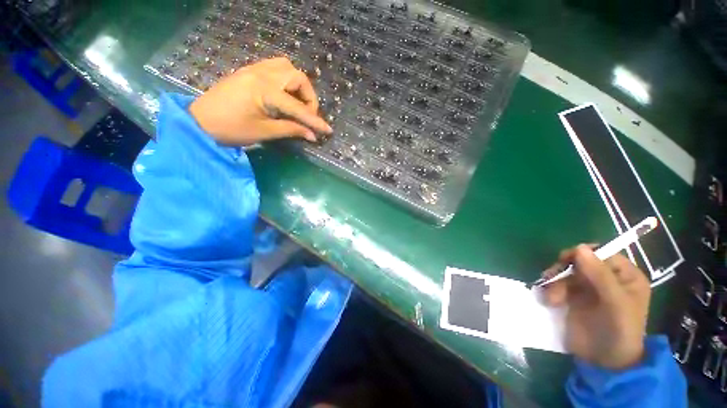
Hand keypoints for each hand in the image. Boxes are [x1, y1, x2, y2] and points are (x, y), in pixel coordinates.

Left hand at [189, 57, 331, 144]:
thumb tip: (312, 135)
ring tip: (297, 103)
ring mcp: (254, 69)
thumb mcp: (264, 132)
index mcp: (264, 90)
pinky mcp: (249, 71)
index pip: (298, 107)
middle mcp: (261, 73)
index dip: (314, 120)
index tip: (328, 130)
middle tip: (307, 115)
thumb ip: (291, 130)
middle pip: (297, 77)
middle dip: (309, 97)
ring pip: (287, 67)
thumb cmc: (231, 129)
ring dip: (298, 85)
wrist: (200, 121)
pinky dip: (286, 80)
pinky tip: (285, 94)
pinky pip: (275, 67)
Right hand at [542, 245, 650, 369]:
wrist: (603, 361)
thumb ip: (600, 275)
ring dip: (554, 282)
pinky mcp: (572, 296)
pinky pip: (557, 284)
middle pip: (579, 261)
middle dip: (564, 271)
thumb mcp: (616, 303)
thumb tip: (579, 247)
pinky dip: (549, 289)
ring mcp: (587, 287)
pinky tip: (548, 301)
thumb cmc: (619, 331)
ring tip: (551, 299)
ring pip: (565, 272)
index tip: (566, 262)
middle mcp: (606, 278)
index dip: (583, 255)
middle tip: (553, 280)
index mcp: (624, 276)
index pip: (601, 254)